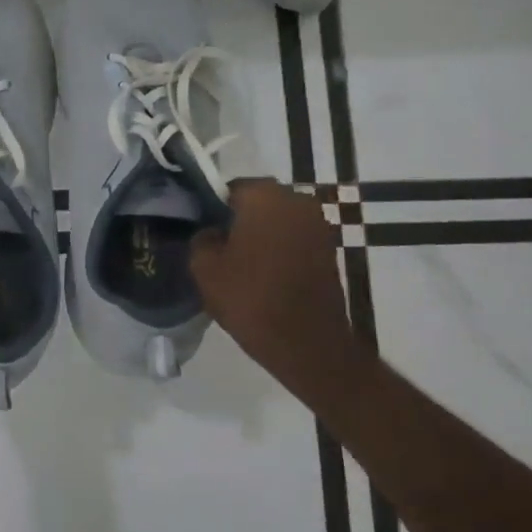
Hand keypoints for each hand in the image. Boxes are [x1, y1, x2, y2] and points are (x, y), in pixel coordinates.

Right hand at [191, 179, 359, 395]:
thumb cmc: (251, 298)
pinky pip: (293, 239)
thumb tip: (212, 232)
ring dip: (261, 235)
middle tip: (219, 247)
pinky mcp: (329, 249)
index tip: (203, 231)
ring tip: (241, 264)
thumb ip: (202, 238)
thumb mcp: (204, 267)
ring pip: (277, 221)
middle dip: (238, 219)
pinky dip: (279, 250)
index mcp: (264, 195)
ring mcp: (318, 224)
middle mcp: (296, 200)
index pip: (228, 188)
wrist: (307, 343)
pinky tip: (264, 274)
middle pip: (256, 202)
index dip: (212, 209)